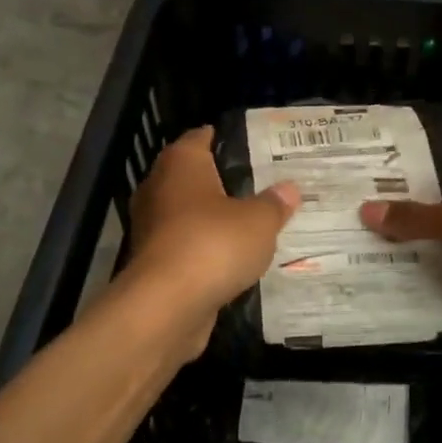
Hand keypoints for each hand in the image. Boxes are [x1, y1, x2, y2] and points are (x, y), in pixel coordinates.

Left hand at [128, 127, 299, 351]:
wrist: (166, 305)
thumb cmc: (213, 244)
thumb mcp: (259, 221)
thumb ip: (274, 204)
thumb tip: (289, 189)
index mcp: (181, 164)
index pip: (200, 137)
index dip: (224, 138)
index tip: (251, 145)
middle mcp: (159, 188)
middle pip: (192, 176)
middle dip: (221, 181)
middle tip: (259, 185)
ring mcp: (152, 227)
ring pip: (187, 213)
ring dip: (212, 218)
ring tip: (250, 222)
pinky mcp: (154, 263)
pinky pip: (185, 246)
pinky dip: (204, 249)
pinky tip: (232, 258)